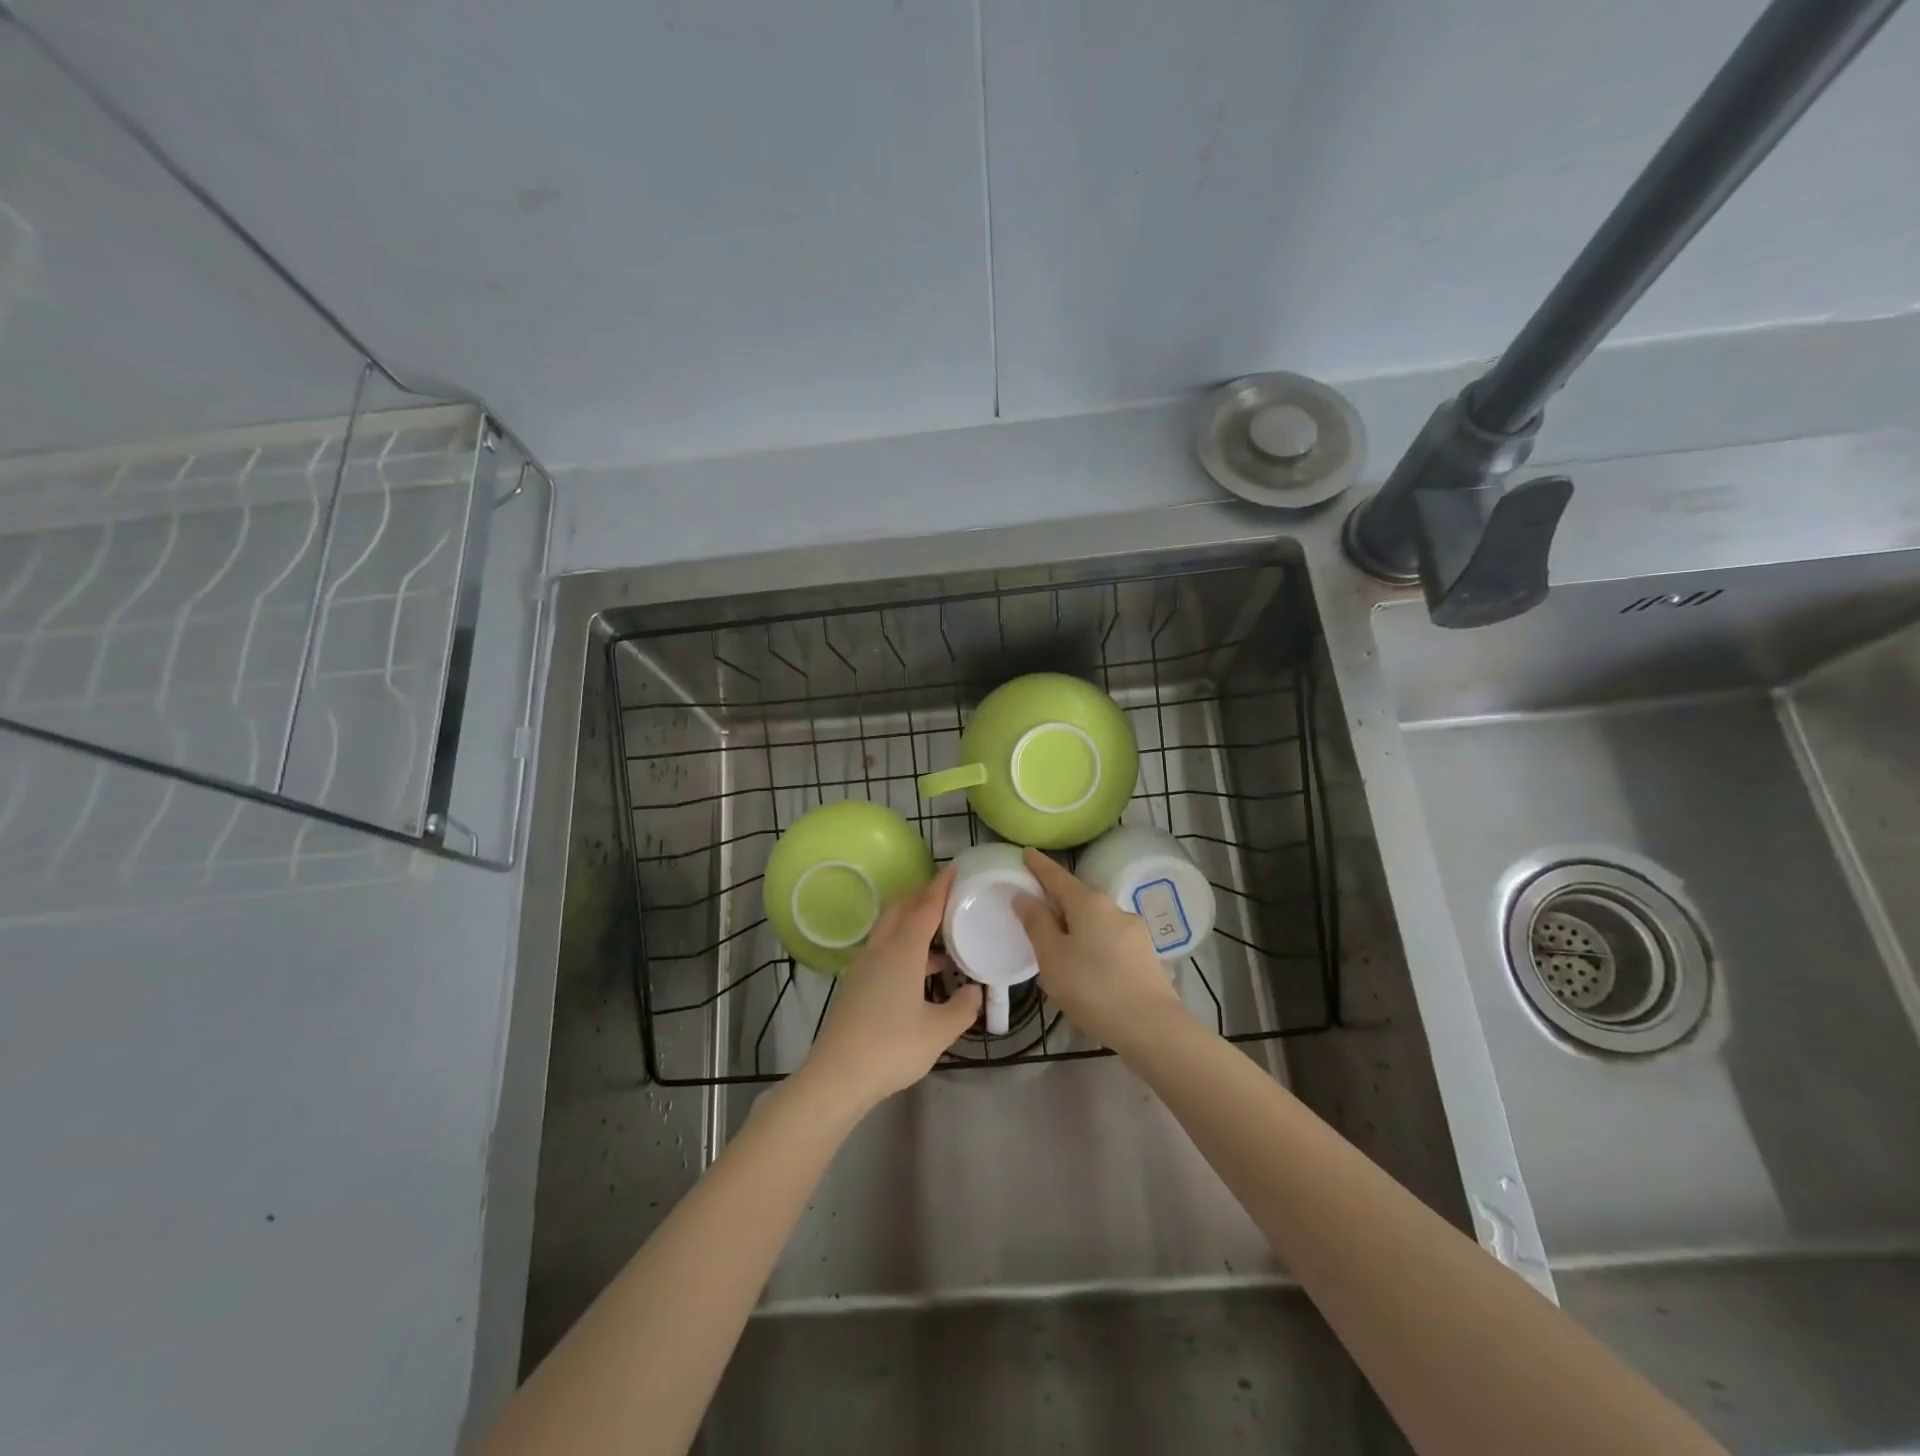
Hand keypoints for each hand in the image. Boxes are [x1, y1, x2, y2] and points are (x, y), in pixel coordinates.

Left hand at [798, 866, 980, 1115]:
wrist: (837, 1075)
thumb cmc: (892, 1048)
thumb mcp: (939, 1032)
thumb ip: (963, 1008)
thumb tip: (976, 991)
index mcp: (902, 952)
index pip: (924, 908)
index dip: (940, 888)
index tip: (953, 869)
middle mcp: (881, 950)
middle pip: (900, 909)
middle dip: (922, 897)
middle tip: (947, 897)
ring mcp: (863, 967)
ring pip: (889, 929)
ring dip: (912, 922)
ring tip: (940, 936)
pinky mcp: (856, 984)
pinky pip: (883, 948)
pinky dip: (902, 944)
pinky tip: (919, 970)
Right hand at [1014, 848, 1183, 1053]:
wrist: (1152, 1027)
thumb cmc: (1093, 988)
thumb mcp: (1053, 957)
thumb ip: (1037, 923)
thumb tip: (1024, 896)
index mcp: (1089, 903)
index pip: (1057, 876)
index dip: (1039, 866)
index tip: (1027, 852)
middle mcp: (1114, 908)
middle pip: (1078, 898)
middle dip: (1058, 902)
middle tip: (1035, 912)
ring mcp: (1134, 931)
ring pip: (1095, 922)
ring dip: (1076, 928)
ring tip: (1059, 950)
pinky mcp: (1145, 955)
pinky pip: (1109, 941)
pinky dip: (1093, 945)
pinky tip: (1086, 969)